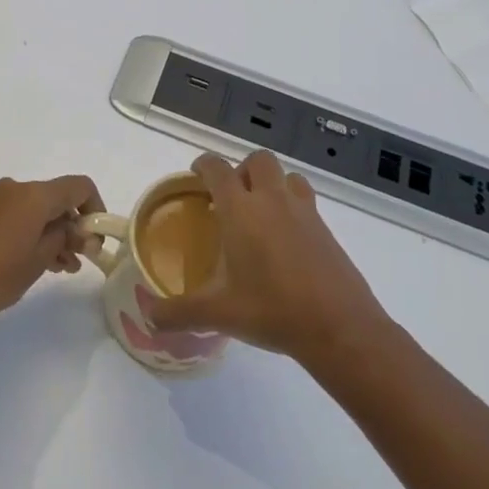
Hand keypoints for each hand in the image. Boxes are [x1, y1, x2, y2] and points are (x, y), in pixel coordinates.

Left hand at [0, 175, 104, 334]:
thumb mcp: (38, 260)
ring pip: (36, 208)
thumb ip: (64, 238)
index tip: (96, 239)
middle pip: (56, 197)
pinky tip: (39, 261)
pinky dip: (33, 231)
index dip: (95, 208)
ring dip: (54, 231)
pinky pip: (17, 215)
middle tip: (81, 258)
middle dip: (73, 224)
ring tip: (62, 266)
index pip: (78, 187)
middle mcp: (14, 189)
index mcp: (32, 195)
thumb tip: (76, 229)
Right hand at [149, 152, 386, 363]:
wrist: (339, 327)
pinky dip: (292, 206)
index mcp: (240, 210)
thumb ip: (178, 313)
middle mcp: (272, 200)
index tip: (196, 174)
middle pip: (258, 160)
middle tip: (230, 197)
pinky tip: (285, 239)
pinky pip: (306, 200)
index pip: (217, 169)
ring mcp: (304, 212)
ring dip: (272, 183)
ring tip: (261, 211)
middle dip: (242, 169)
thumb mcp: (218, 314)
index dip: (204, 165)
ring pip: (287, 176)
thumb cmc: (272, 310)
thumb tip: (148, 318)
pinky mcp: (326, 229)